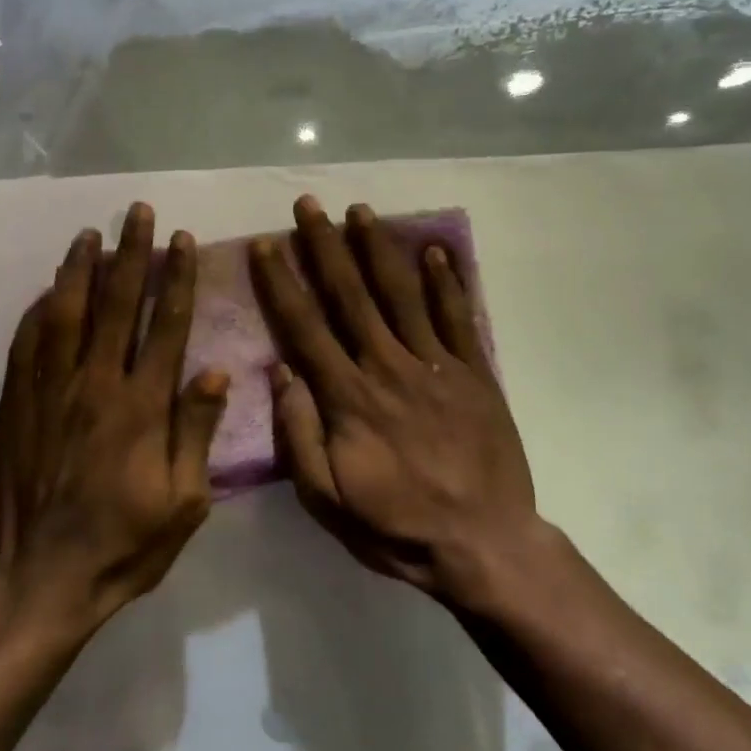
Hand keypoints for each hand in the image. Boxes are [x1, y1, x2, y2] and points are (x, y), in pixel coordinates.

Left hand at [0, 202, 228, 627]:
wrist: (45, 576)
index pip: (164, 326)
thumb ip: (196, 432)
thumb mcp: (184, 502)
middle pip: (115, 305)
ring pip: (66, 314)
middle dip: (130, 254)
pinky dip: (39, 311)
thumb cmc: (126, 544)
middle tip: (137, 214)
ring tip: (90, 234)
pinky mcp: (19, 407)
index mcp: (142, 407)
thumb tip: (214, 371)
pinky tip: (47, 289)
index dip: (175, 279)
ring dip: (80, 270)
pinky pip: (28, 345)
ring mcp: (51, 393)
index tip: (181, 241)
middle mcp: (96, 386)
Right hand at [250, 196, 541, 606]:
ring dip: (379, 249)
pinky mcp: (475, 374)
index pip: (305, 327)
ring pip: (402, 295)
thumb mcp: (327, 499)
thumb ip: (298, 435)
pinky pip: (458, 317)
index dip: (282, 282)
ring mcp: (436, 366)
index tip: (267, 244)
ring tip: (361, 211)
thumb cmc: (396, 525)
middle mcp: (388, 367)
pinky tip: (435, 250)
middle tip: (309, 205)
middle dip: (326, 246)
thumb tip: (279, 372)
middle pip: (350, 296)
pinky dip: (447, 282)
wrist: (482, 544)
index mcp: (348, 398)